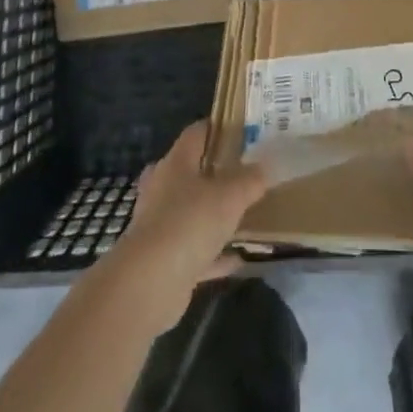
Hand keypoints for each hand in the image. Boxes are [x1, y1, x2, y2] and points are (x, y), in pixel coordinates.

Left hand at [103, 121, 267, 336]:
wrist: (149, 284)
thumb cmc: (189, 223)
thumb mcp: (231, 195)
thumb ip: (250, 179)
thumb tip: (264, 167)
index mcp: (175, 163)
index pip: (196, 133)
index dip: (218, 127)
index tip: (243, 130)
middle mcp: (163, 189)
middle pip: (191, 172)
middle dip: (216, 172)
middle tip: (246, 172)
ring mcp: (160, 226)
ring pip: (192, 212)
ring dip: (214, 214)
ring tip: (246, 213)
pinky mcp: (163, 260)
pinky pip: (195, 251)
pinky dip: (215, 253)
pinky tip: (239, 257)